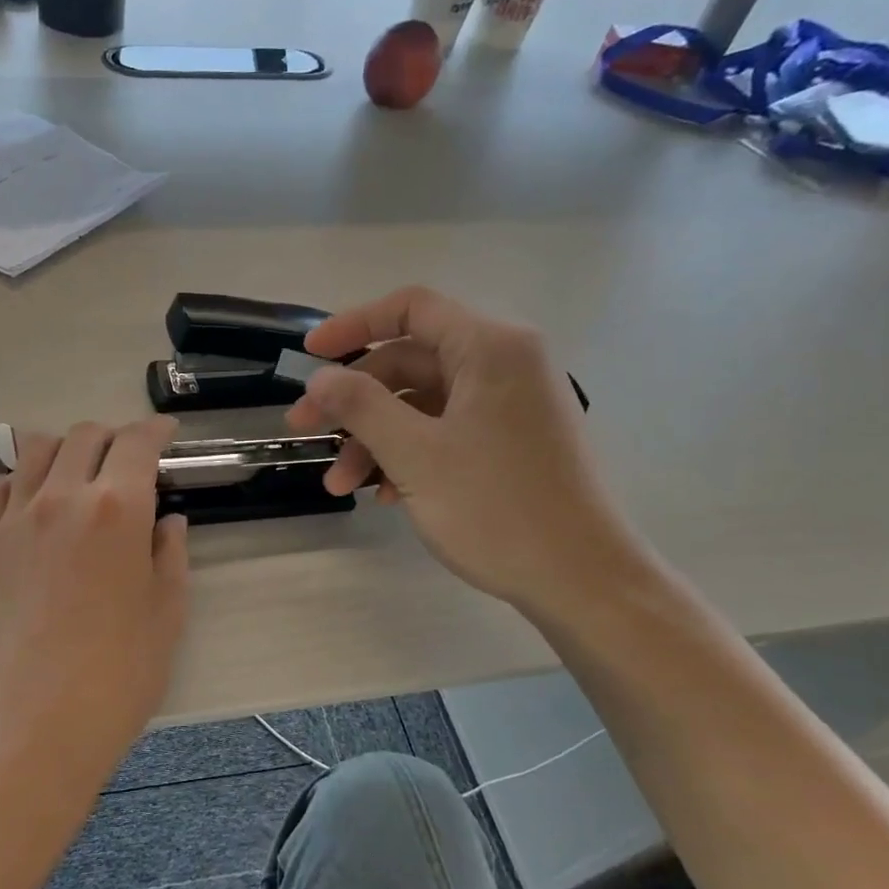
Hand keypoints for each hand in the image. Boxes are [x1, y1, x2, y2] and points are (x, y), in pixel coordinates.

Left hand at [0, 418, 190, 788]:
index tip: (166, 434)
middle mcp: (61, 498)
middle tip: (128, 461)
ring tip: (79, 476)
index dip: (156, 430)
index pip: (137, 443)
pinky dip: (23, 482)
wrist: (26, 732)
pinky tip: (35, 507)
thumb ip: (170, 558)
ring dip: (65, 450)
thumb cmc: (113, 681)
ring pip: (36, 451)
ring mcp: (13, 520)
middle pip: (84, 436)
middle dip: (113, 437)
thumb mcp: (166, 618)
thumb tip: (167, 522)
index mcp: (116, 510)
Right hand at [286, 286, 641, 613]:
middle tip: (306, 430)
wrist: (582, 580)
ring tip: (340, 485)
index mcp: (490, 348)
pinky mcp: (510, 442)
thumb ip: (361, 406)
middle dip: (353, 400)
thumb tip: (320, 378)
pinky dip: (407, 455)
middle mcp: (504, 364)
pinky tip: (382, 495)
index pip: (411, 308)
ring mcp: (509, 406)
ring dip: (374, 438)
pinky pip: (445, 431)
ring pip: (422, 404)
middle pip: (409, 362)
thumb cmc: (496, 508)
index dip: (352, 325)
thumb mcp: (415, 454)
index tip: (309, 356)